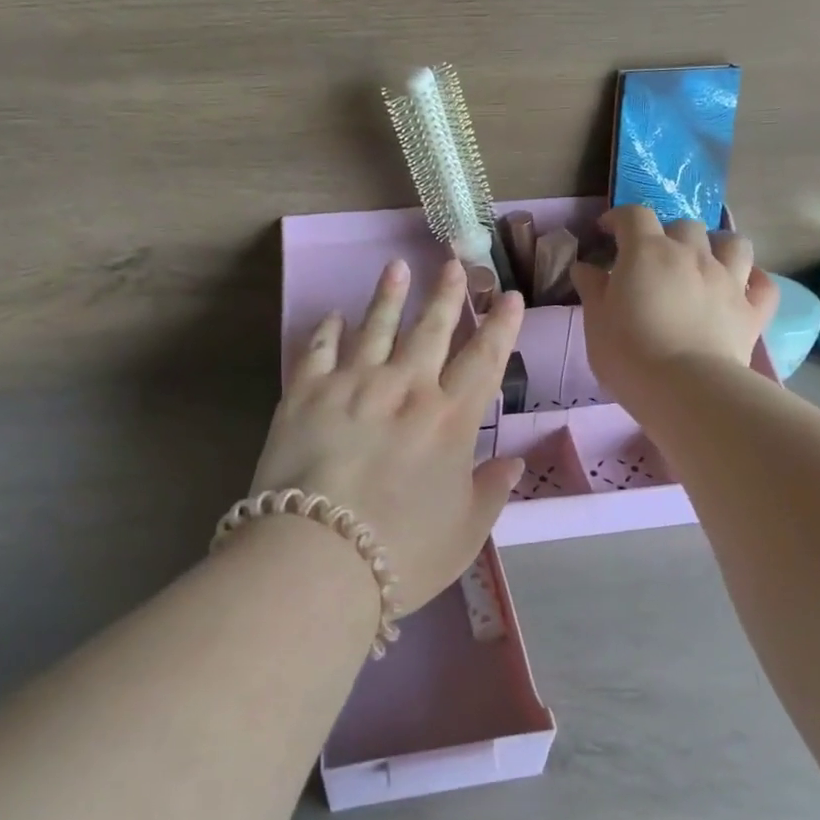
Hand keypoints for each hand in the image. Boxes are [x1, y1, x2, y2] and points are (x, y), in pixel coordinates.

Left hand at [248, 257, 526, 606]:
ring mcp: (353, 384)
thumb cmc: (402, 552)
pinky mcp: (306, 393)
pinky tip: (334, 315)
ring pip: (376, 326)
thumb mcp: (464, 532)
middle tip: (451, 261)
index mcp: (449, 420)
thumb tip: (513, 461)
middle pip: (430, 330)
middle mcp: (405, 388)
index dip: (500, 325)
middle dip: (445, 294)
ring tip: (396, 267)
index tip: (509, 295)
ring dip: (389, 296)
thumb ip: (491, 491)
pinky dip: (328, 329)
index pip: (484, 359)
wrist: (318, 558)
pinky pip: (319, 349)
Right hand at [571, 205, 777, 411]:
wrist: (685, 388)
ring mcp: (728, 279)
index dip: (619, 218)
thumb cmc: (628, 352)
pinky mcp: (752, 310)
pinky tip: (741, 288)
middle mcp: (691, 254)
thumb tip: (585, 267)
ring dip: (717, 246)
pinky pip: (763, 284)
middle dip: (667, 234)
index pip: (634, 215)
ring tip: (704, 263)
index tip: (606, 232)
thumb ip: (592, 288)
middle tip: (654, 259)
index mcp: (647, 252)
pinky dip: (752, 281)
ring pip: (733, 243)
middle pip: (684, 225)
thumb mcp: (596, 320)